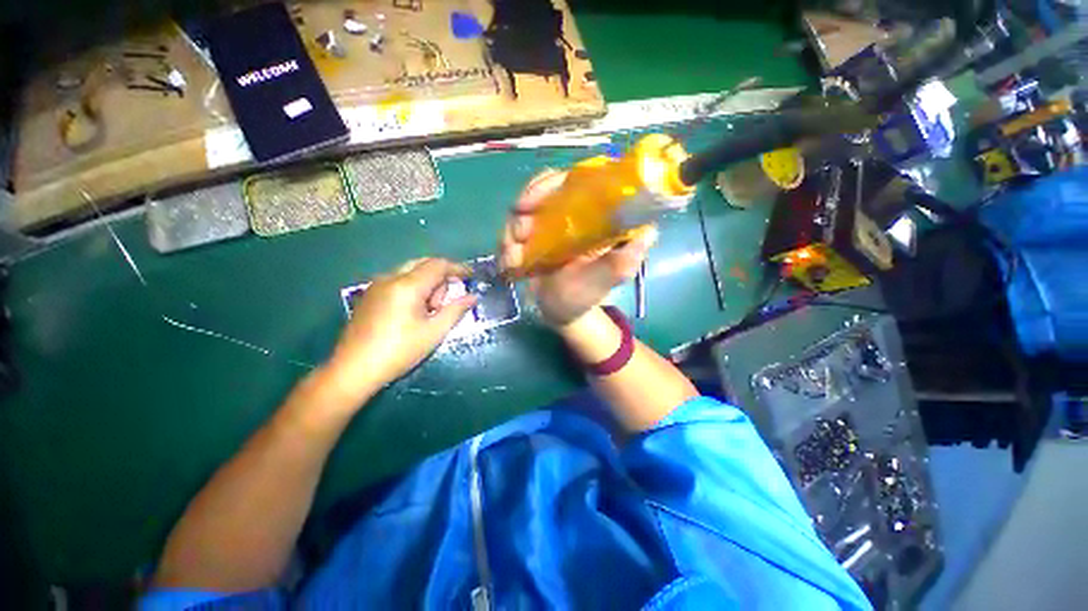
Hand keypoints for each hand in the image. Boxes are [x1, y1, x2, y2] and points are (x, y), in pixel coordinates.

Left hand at [326, 258, 476, 395]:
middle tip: (446, 302)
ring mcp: (377, 285)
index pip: (438, 265)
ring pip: (411, 272)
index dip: (458, 268)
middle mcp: (390, 278)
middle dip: (441, 278)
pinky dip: (413, 288)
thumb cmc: (399, 351)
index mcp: (407, 285)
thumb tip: (473, 297)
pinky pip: (399, 280)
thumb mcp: (434, 332)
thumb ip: (456, 310)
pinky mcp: (370, 294)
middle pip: (424, 264)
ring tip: (428, 312)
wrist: (353, 369)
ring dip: (427, 284)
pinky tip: (413, 312)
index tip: (471, 276)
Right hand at [500, 170, 656, 326]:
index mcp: (594, 216)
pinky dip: (506, 243)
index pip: (576, 180)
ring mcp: (550, 222)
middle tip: (518, 236)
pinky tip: (509, 263)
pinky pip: (514, 227)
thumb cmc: (585, 296)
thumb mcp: (607, 280)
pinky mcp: (533, 235)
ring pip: (524, 208)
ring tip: (514, 259)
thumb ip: (624, 260)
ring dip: (511, 231)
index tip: (528, 203)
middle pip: (544, 188)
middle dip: (524, 209)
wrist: (560, 312)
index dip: (550, 183)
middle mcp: (572, 212)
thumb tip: (648, 232)